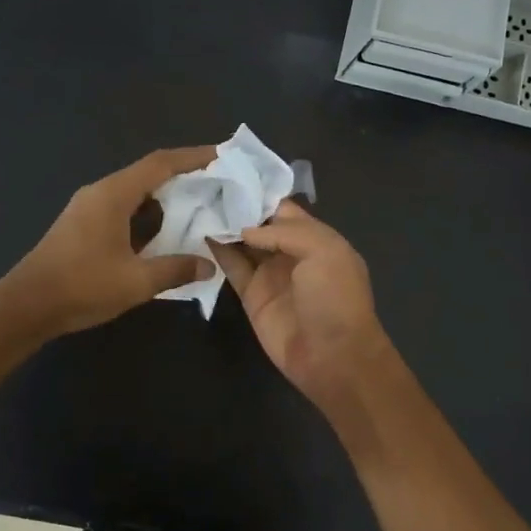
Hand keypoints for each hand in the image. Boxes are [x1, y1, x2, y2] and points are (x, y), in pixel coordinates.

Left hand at [6, 147, 218, 336]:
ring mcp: (88, 209)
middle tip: (216, 184)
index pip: (160, 164)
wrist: (26, 307)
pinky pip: (122, 208)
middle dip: (183, 176)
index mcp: (113, 195)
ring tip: (197, 207)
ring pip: (134, 193)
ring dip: (164, 197)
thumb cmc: (82, 287)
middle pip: (147, 174)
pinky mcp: (82, 226)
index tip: (222, 155)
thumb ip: (175, 269)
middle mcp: (100, 193)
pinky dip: (147, 214)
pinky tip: (164, 233)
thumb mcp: (136, 281)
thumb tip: (208, 265)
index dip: (193, 157)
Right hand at [209, 200, 392, 405]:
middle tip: (203, 184)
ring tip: (195, 202)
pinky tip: (198, 232)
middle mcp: (292, 252)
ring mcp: (270, 274)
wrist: (332, 356)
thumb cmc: (334, 298)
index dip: (259, 193)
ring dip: (223, 226)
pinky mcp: (251, 296)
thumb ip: (284, 232)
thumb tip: (244, 229)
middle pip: (259, 223)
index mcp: (316, 237)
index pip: (283, 208)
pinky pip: (232, 267)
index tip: (228, 174)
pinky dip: (216, 251)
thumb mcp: (323, 251)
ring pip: (242, 243)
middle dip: (236, 206)